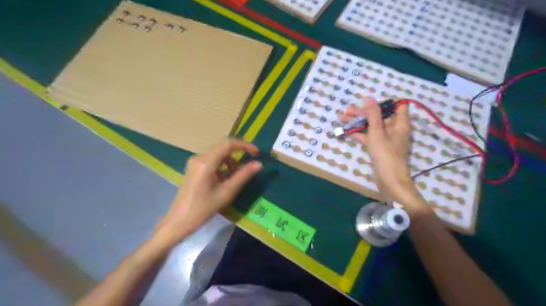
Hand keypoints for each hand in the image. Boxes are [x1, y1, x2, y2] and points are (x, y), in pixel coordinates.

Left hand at [153, 139, 262, 245]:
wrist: (179, 221)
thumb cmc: (203, 208)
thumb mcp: (226, 192)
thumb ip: (243, 176)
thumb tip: (258, 164)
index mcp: (206, 162)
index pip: (227, 144)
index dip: (244, 145)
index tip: (256, 153)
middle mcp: (199, 158)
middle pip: (223, 149)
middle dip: (238, 156)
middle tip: (249, 168)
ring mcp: (195, 163)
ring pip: (218, 156)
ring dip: (230, 164)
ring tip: (235, 180)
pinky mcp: (194, 169)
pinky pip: (212, 162)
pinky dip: (222, 168)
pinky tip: (224, 181)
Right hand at [340, 98, 427, 214]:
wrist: (388, 180)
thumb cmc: (385, 154)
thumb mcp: (377, 133)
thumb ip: (373, 115)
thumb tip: (369, 97)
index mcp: (400, 124)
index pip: (397, 106)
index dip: (383, 102)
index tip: (369, 102)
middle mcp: (394, 129)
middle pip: (380, 116)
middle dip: (363, 112)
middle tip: (347, 110)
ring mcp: (386, 139)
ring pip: (372, 126)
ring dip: (358, 122)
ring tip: (342, 117)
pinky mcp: (379, 147)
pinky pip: (369, 137)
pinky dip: (359, 134)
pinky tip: (346, 131)